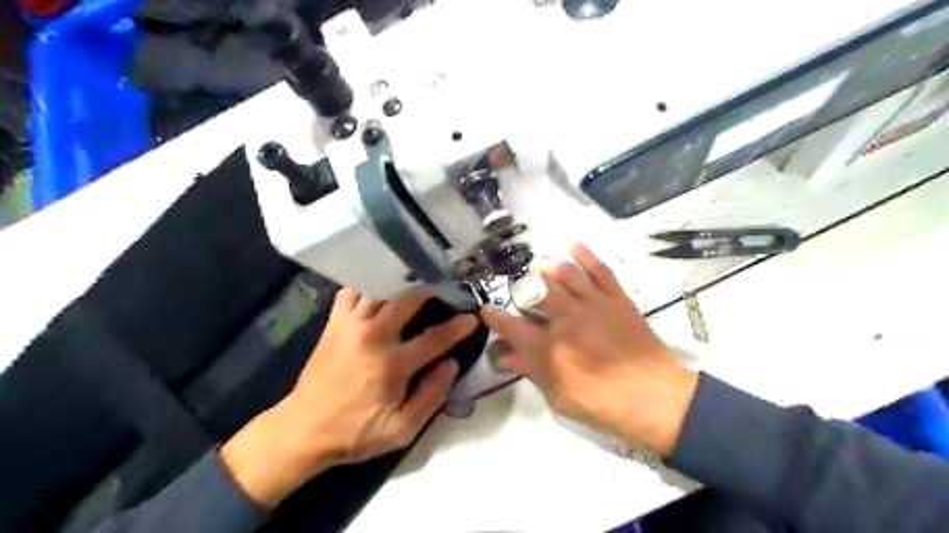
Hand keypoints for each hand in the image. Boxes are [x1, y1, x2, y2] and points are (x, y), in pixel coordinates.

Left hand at [219, 290, 478, 505]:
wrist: (302, 430)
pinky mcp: (333, 324)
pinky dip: (367, 285)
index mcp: (392, 364)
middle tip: (445, 287)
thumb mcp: (401, 430)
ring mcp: (350, 325)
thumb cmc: (355, 432)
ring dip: (401, 283)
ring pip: (380, 289)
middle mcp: (373, 336)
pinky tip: (379, 288)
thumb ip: (431, 396)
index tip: (472, 317)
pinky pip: (351, 292)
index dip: (457, 327)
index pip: (434, 338)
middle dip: (431, 289)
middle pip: (407, 299)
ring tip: (416, 280)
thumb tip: (451, 364)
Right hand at [483, 243, 694, 455]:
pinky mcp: (617, 299)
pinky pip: (600, 271)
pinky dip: (586, 256)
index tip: (487, 310)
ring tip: (540, 269)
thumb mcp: (560, 397)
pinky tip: (574, 245)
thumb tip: (505, 355)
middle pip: (536, 293)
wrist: (656, 398)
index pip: (512, 326)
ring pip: (564, 275)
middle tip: (519, 292)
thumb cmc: (603, 405)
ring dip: (548, 269)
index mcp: (549, 348)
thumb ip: (531, 371)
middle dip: (521, 289)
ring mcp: (593, 305)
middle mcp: (566, 319)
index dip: (495, 317)